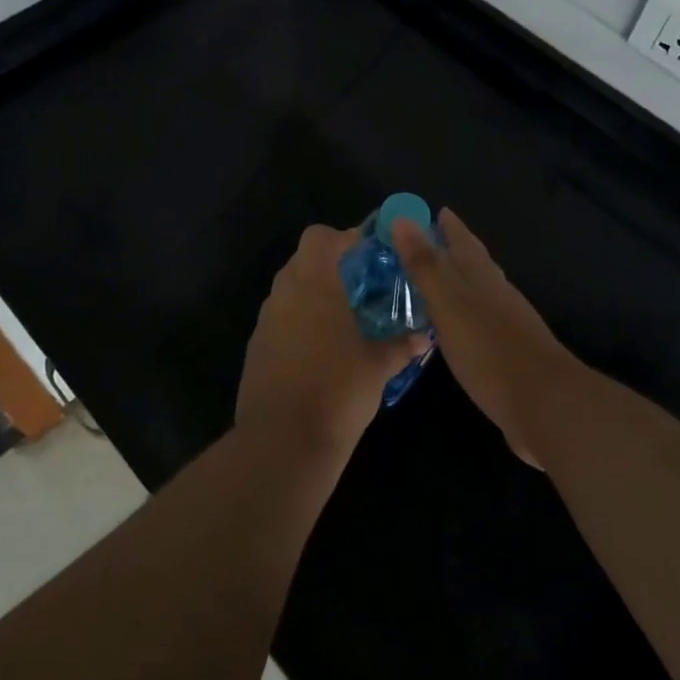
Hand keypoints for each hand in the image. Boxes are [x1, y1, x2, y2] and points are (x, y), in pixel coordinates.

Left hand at [236, 224, 426, 460]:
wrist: (283, 442)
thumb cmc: (337, 391)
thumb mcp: (378, 366)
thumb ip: (401, 345)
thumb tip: (423, 336)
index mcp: (314, 284)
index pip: (321, 237)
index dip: (346, 238)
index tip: (371, 254)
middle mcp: (284, 294)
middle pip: (303, 260)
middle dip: (332, 266)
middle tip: (363, 287)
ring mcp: (265, 322)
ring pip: (289, 290)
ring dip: (314, 294)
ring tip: (345, 319)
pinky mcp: (256, 348)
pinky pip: (280, 320)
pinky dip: (299, 322)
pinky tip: (321, 350)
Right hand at [392, 209, 574, 468]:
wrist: (545, 405)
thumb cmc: (490, 350)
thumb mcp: (449, 304)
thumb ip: (426, 265)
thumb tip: (403, 219)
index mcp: (482, 277)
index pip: (462, 240)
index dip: (447, 225)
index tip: (430, 211)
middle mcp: (497, 293)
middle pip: (474, 262)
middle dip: (452, 249)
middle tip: (424, 242)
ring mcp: (508, 323)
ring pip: (479, 290)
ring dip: (458, 280)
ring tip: (434, 280)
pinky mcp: (509, 353)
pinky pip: (480, 320)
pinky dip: (463, 313)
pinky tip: (454, 326)